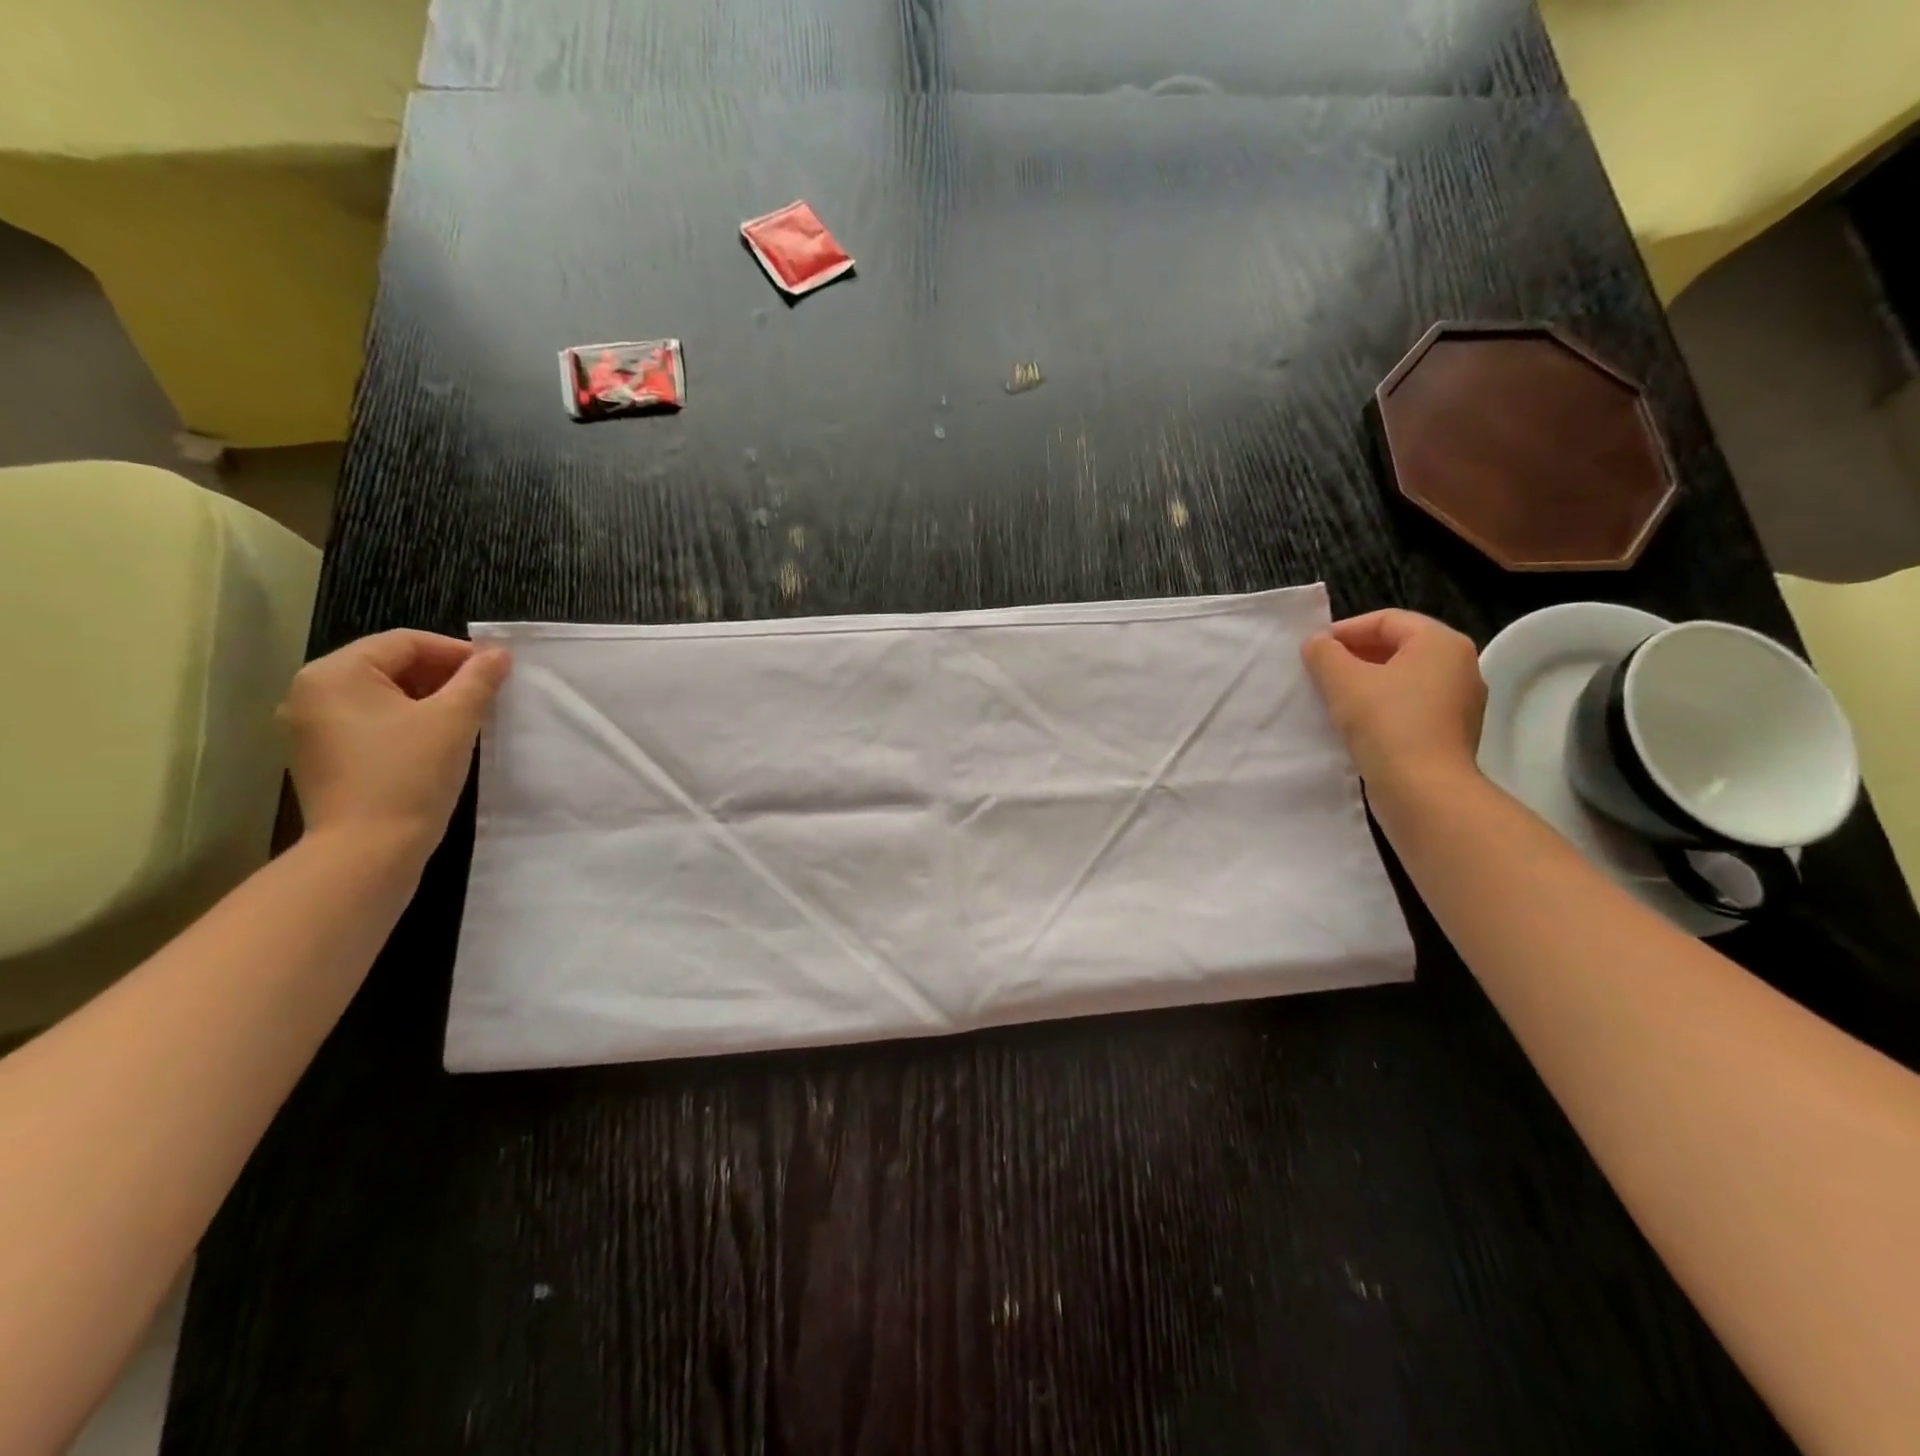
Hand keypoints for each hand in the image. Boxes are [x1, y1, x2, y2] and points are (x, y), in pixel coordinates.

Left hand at [279, 631, 511, 861]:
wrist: (368, 849)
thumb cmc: (410, 774)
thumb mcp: (454, 719)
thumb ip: (478, 679)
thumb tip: (499, 653)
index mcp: (335, 673)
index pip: (405, 642)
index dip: (456, 651)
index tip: (496, 670)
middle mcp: (312, 692)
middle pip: (389, 665)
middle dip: (442, 675)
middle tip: (486, 693)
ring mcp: (311, 727)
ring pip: (381, 695)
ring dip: (428, 698)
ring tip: (468, 715)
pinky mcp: (322, 756)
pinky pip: (370, 722)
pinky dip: (407, 721)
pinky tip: (438, 739)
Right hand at [1302, 609, 1485, 795]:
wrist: (1424, 791)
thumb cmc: (1386, 724)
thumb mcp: (1344, 681)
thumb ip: (1325, 654)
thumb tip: (1316, 643)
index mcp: (1441, 643)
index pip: (1386, 620)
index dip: (1345, 630)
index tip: (1312, 650)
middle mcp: (1459, 666)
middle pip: (1398, 647)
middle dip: (1354, 656)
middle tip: (1318, 672)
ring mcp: (1459, 702)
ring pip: (1402, 679)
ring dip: (1365, 683)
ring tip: (1331, 698)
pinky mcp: (1451, 732)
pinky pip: (1410, 706)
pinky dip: (1381, 706)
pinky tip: (1354, 723)